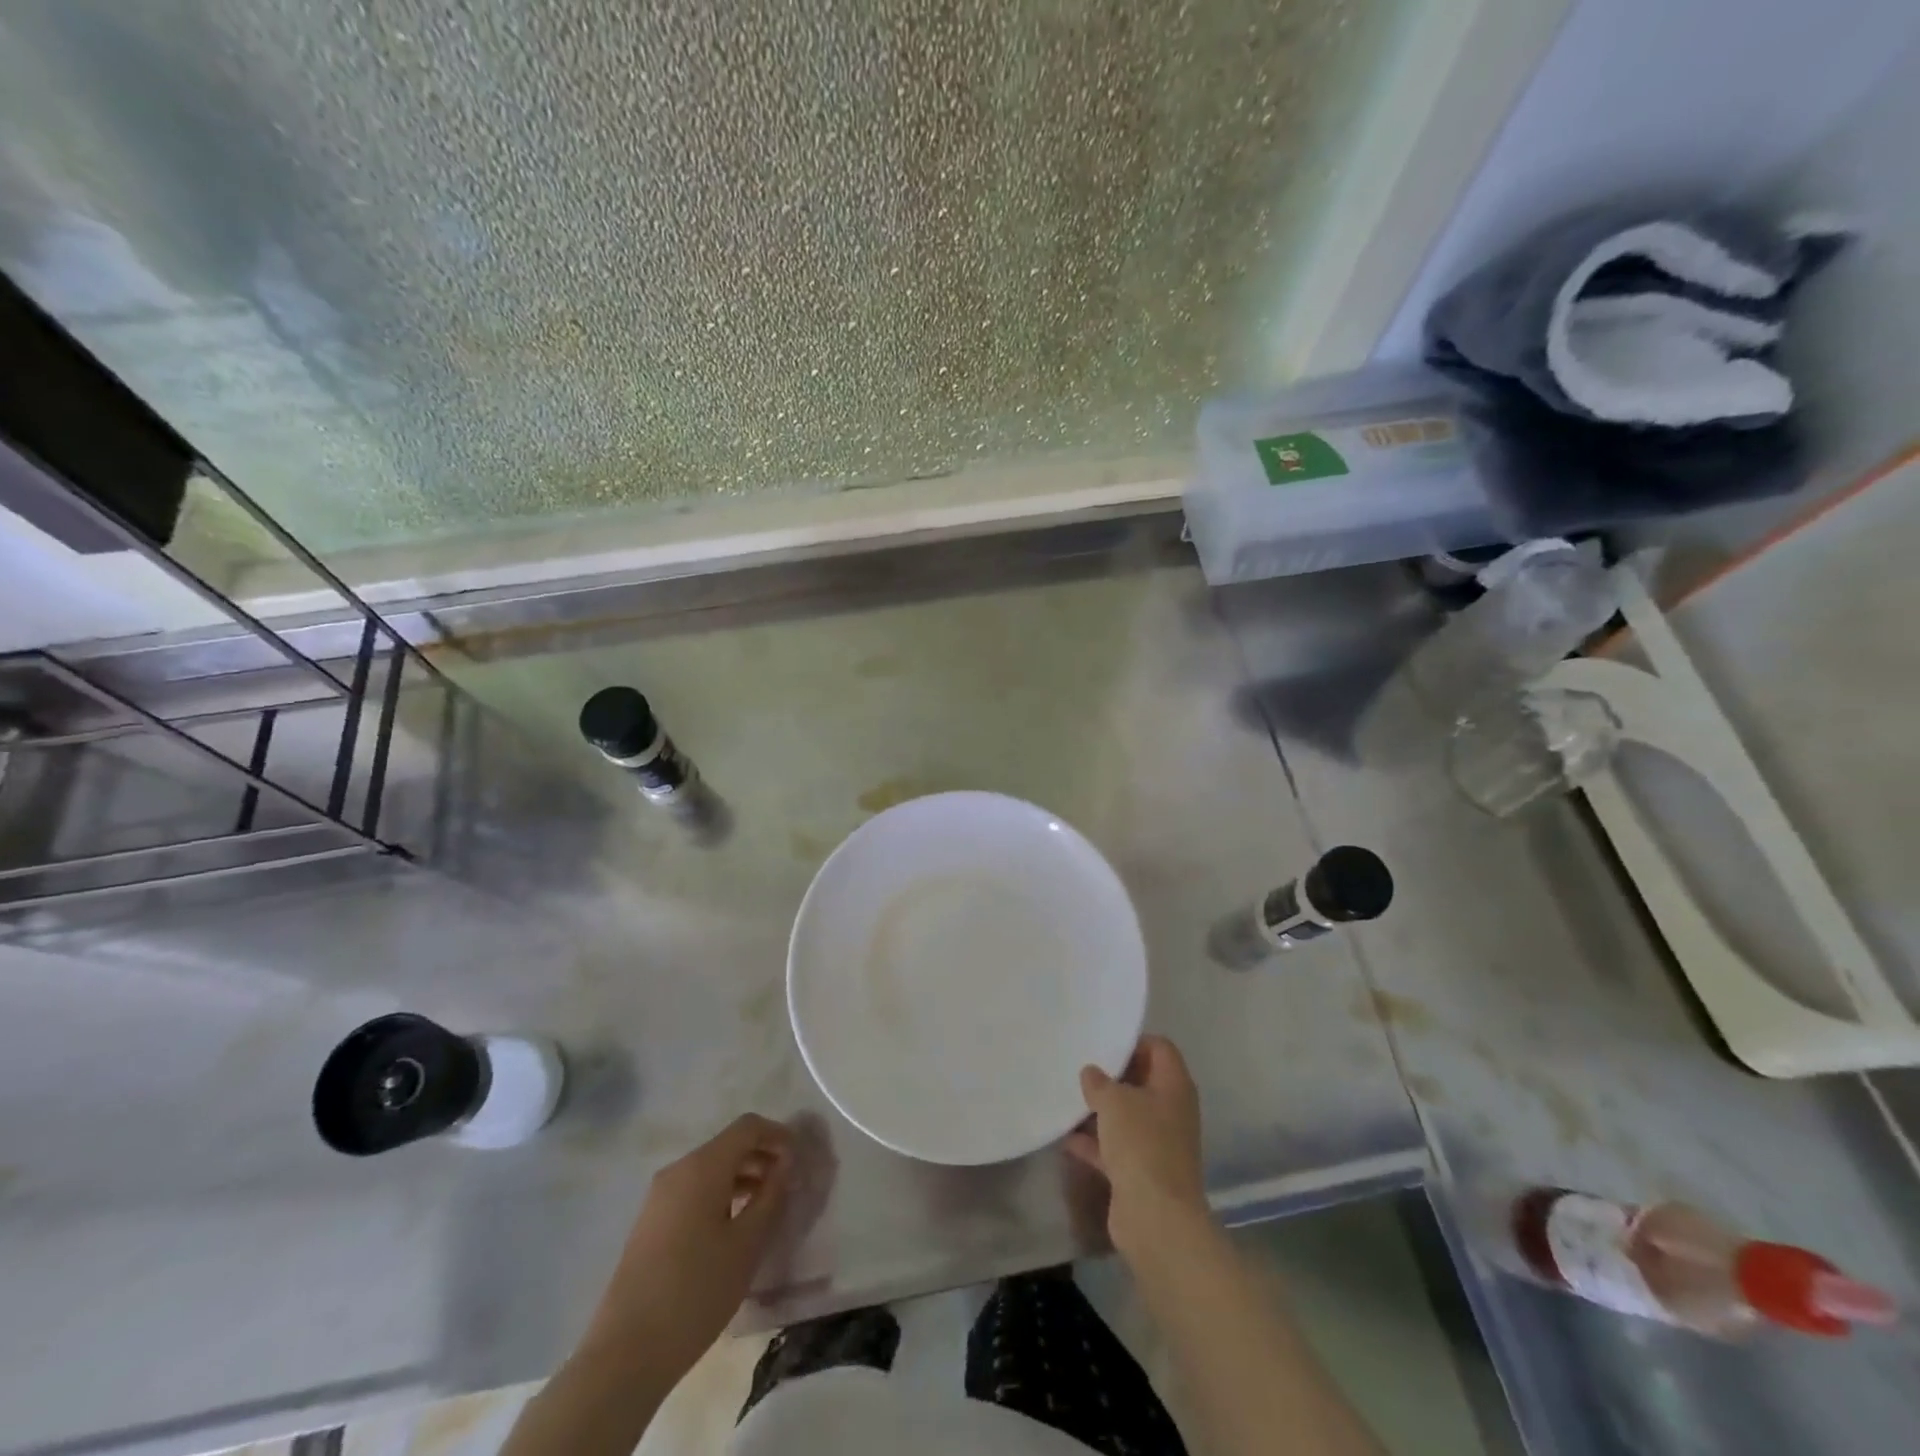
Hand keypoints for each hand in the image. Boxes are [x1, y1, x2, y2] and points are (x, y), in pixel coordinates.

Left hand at [582, 1114, 792, 1380]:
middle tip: (788, 1183)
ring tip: (766, 1206)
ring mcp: (659, 1197)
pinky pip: (693, 1191)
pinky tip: (733, 1227)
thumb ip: (771, 1196)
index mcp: (702, 1167)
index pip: (747, 1127)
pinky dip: (720, 1194)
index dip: (778, 1134)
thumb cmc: (696, 1292)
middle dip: (761, 1156)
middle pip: (728, 1146)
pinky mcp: (650, 1222)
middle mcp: (678, 1170)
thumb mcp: (747, 1244)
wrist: (625, 1354)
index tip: (800, 1158)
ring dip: (742, 1177)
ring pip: (710, 1169)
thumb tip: (785, 1164)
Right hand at [1064, 1035, 1206, 1257]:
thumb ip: (1099, 1082)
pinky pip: (1115, 1147)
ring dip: (1100, 1110)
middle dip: (1112, 1076)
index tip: (1103, 1043)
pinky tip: (1065, 1136)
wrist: (1156, 1218)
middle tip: (1080, 1067)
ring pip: (1127, 1116)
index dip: (1134, 1042)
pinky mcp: (1141, 1171)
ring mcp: (1157, 1143)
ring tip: (1067, 1097)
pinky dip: (1093, 1142)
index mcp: (1174, 1086)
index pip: (1160, 1048)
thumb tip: (1091, 1073)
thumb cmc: (1141, 1144)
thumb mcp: (1114, 1102)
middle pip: (1142, 1081)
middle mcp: (1170, 1111)